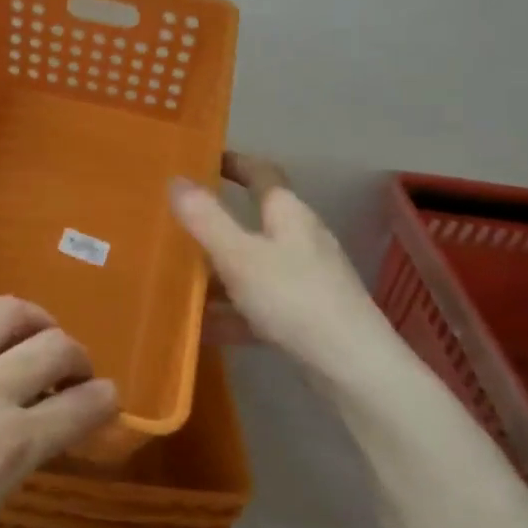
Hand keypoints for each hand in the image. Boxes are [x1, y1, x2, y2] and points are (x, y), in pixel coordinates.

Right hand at [170, 152, 409, 390]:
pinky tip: (200, 328)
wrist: (352, 368)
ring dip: (218, 271)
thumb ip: (206, 219)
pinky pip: (257, 304)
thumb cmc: (294, 298)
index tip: (202, 159)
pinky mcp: (304, 316)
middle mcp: (300, 240)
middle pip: (254, 221)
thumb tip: (176, 180)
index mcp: (289, 214)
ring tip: (177, 279)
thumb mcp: (240, 256)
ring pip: (252, 266)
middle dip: (215, 222)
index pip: (262, 173)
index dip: (234, 162)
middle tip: (175, 223)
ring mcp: (305, 279)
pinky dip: (230, 311)